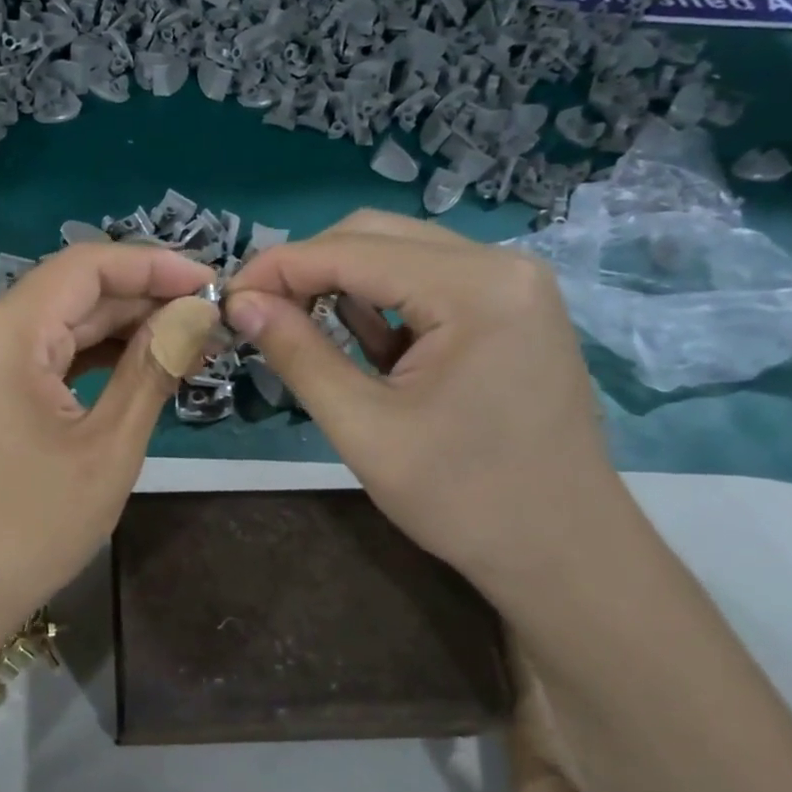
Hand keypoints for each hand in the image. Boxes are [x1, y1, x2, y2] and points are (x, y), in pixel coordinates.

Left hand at [0, 243, 214, 650]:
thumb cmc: (29, 529)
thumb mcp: (107, 447)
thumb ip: (152, 367)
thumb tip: (199, 313)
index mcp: (2, 333)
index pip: (86, 267)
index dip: (154, 265)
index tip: (213, 282)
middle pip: (72, 293)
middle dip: (143, 300)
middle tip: (211, 320)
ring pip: (59, 324)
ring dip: (121, 330)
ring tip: (187, 342)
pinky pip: (41, 355)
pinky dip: (90, 358)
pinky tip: (138, 365)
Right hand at [224, 210, 621, 584]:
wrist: (564, 554)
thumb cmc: (464, 498)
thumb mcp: (363, 427)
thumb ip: (298, 353)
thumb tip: (240, 303)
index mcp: (475, 288)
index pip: (352, 251)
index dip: (279, 267)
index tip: (227, 296)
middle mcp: (501, 266)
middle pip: (376, 236)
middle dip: (307, 268)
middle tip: (256, 311)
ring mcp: (513, 285)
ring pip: (399, 254)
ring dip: (340, 282)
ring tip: (293, 323)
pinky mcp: (511, 310)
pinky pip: (427, 282)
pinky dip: (380, 302)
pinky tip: (354, 338)